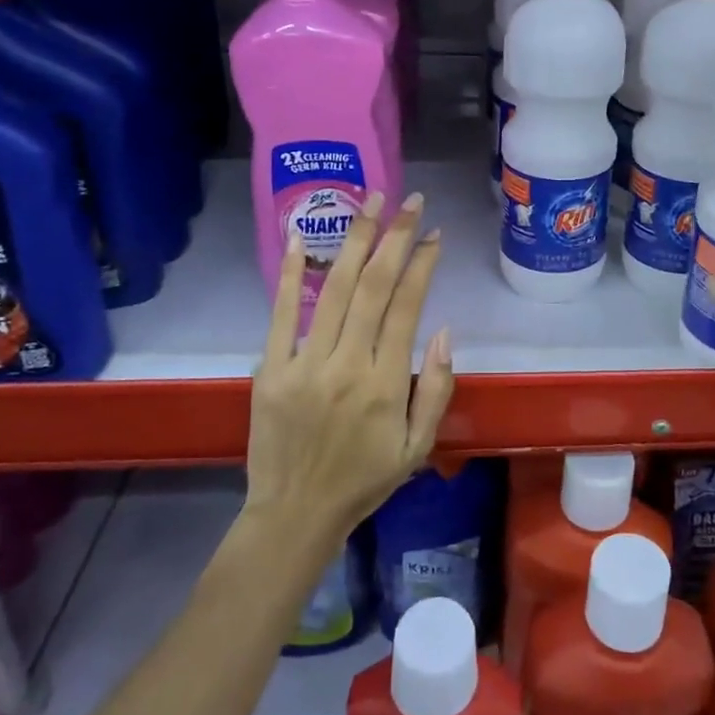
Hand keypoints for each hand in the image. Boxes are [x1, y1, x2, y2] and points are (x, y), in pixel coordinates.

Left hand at [246, 191, 455, 546]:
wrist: (295, 514)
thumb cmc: (364, 480)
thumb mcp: (419, 446)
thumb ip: (436, 388)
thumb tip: (443, 329)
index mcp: (386, 384)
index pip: (406, 307)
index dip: (422, 265)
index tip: (433, 233)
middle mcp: (347, 365)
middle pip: (373, 286)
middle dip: (394, 236)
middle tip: (410, 200)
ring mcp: (304, 364)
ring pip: (334, 289)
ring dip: (354, 240)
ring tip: (369, 200)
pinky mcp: (271, 369)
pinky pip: (281, 313)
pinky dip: (291, 273)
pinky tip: (298, 237)